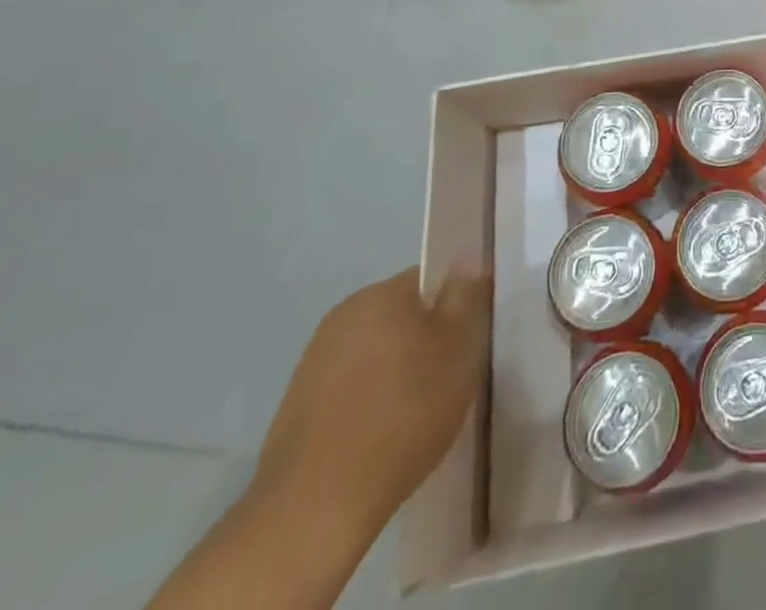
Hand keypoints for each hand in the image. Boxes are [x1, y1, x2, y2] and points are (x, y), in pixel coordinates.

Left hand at [250, 267, 488, 538]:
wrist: (316, 507)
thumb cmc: (403, 412)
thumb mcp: (457, 347)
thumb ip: (464, 295)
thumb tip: (466, 258)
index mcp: (380, 294)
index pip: (430, 278)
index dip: (456, 302)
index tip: (470, 337)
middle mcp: (342, 316)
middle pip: (401, 314)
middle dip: (426, 337)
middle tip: (451, 375)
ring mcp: (312, 363)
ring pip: (375, 352)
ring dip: (397, 370)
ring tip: (418, 412)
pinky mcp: (296, 409)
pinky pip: (350, 389)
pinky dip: (369, 402)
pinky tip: (383, 436)